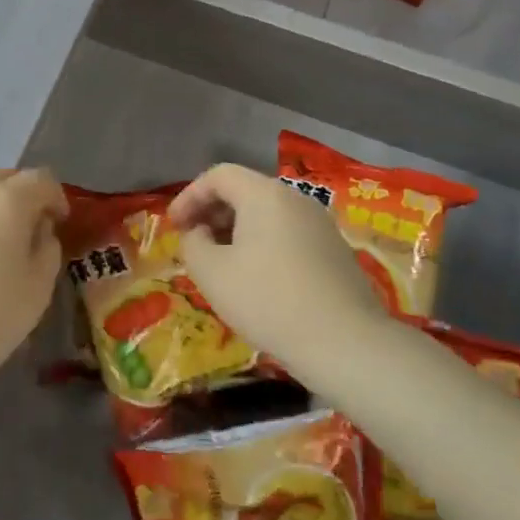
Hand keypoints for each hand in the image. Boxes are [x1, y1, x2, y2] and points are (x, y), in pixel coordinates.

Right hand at [169, 164, 388, 366]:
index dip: (189, 196)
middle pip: (245, 191)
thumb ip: (193, 244)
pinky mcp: (335, 252)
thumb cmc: (268, 300)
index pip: (219, 175)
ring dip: (237, 231)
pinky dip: (262, 245)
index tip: (174, 226)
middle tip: (194, 243)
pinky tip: (256, 279)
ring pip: (268, 214)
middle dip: (212, 213)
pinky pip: (288, 235)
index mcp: (264, 195)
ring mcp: (320, 226)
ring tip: (221, 263)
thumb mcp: (211, 273)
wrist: (344, 343)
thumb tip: (199, 234)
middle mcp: (296, 200)